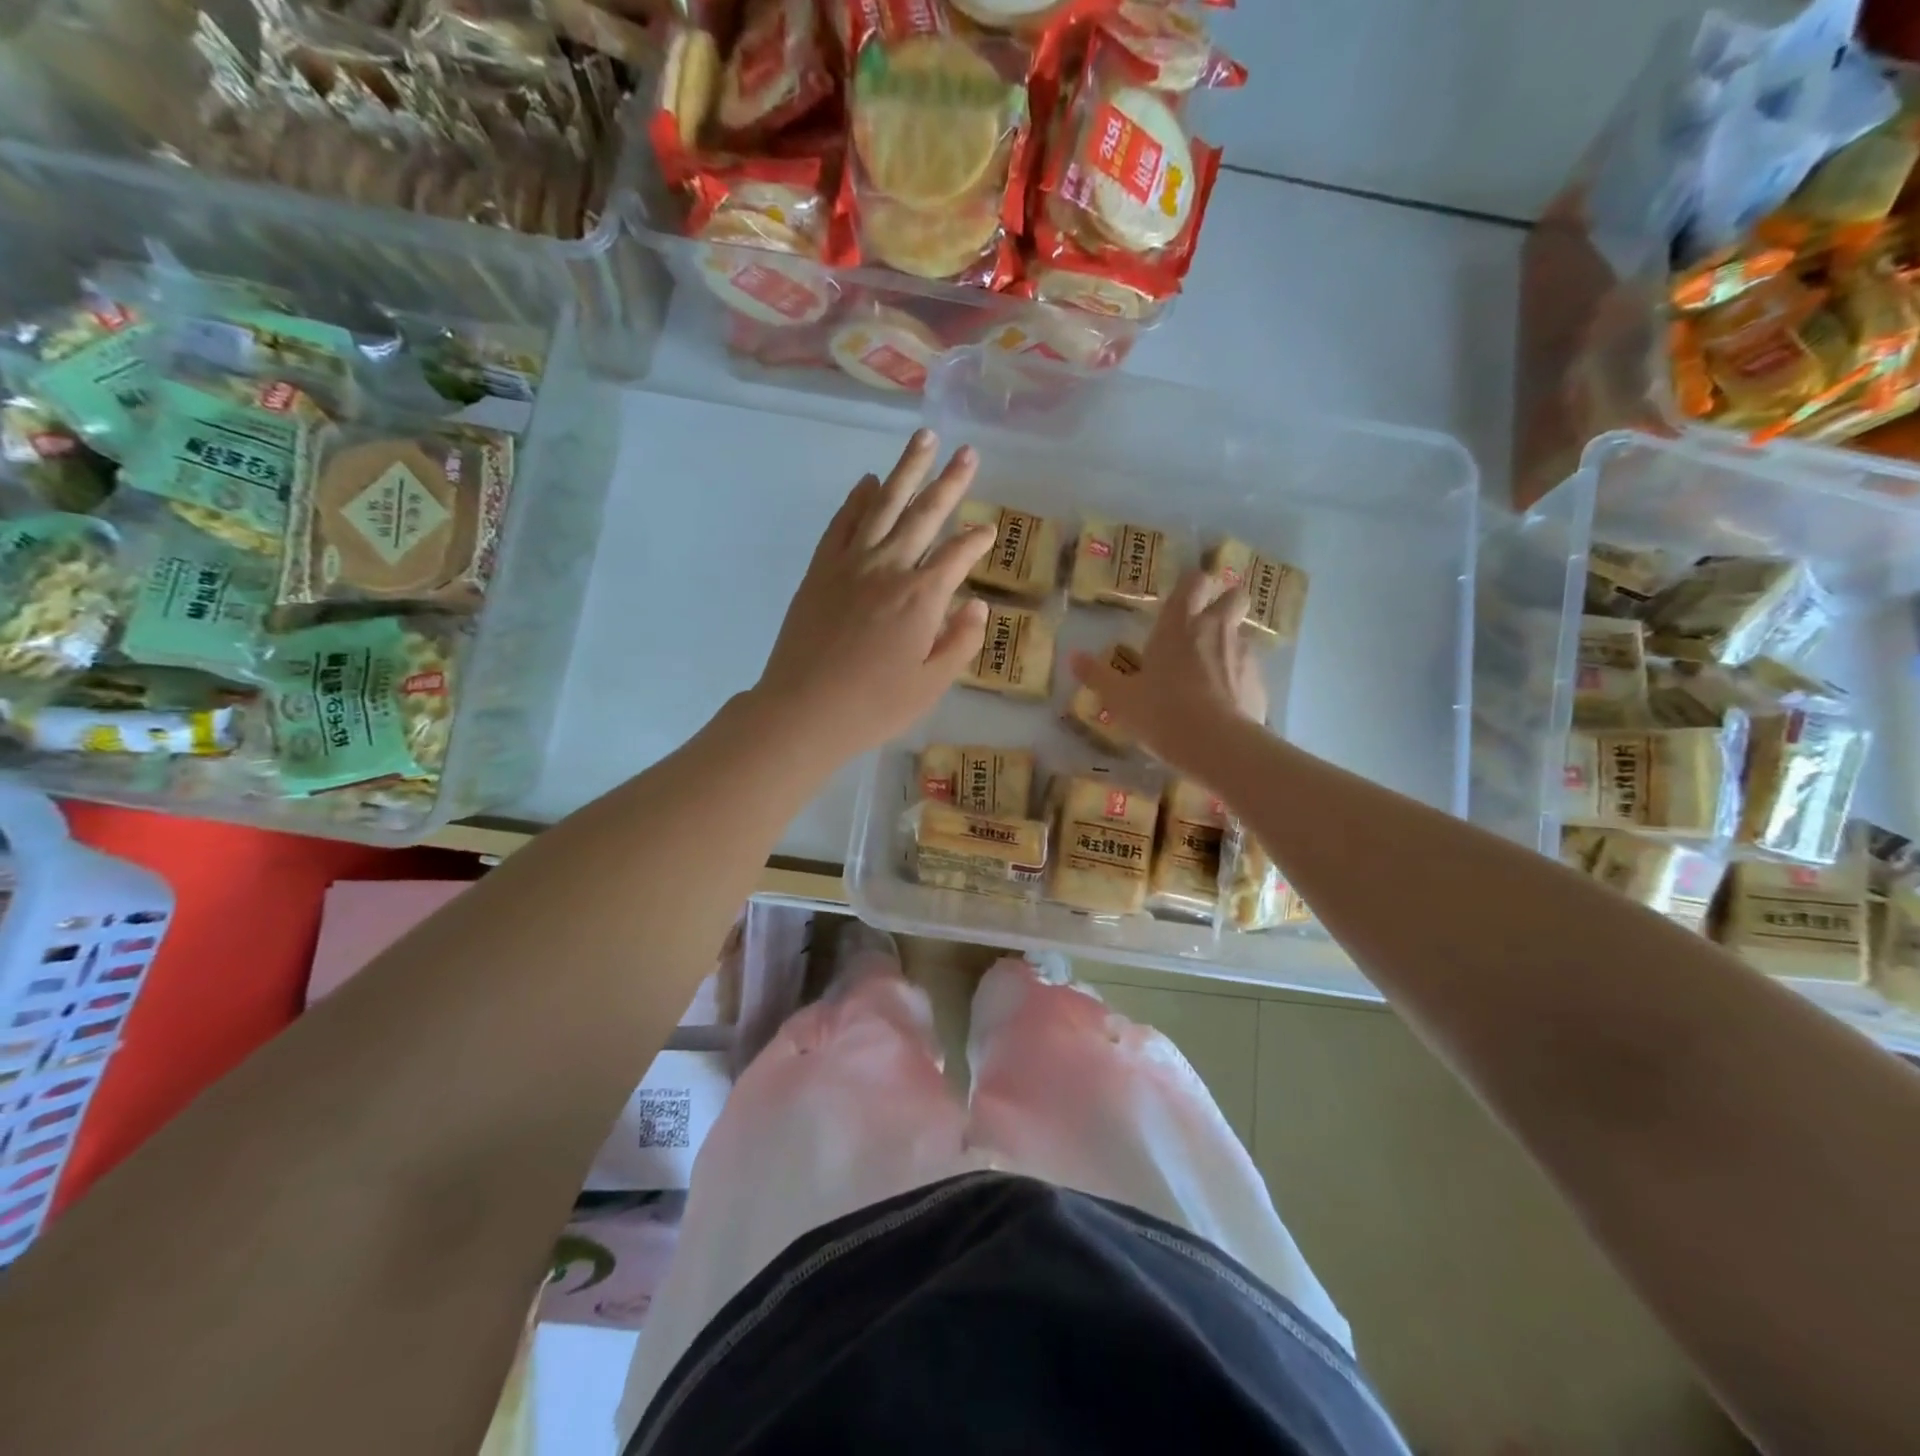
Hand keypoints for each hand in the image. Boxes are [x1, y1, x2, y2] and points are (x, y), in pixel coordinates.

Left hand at [754, 429, 993, 756]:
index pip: (958, 555)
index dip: (977, 540)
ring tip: (924, 439)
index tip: (988, 531)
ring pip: (884, 505)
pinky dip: (857, 499)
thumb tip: (977, 604)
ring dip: (906, 470)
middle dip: (950, 483)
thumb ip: (960, 642)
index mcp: (922, 597)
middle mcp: (889, 567)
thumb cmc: (874, 706)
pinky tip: (868, 481)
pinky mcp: (821, 570)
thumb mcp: (931, 685)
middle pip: (925, 515)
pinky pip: (842, 523)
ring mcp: (850, 564)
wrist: (803, 710)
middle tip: (968, 453)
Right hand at [1070, 569, 1267, 774]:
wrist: (1217, 745)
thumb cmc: (1162, 712)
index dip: (1192, 584)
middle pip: (1234, 596)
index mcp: (1179, 625)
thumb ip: (1098, 676)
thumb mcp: (1120, 699)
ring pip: (1242, 635)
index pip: (1194, 581)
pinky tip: (1224, 704)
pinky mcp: (1260, 682)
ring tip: (1210, 675)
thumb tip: (1073, 657)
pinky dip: (1238, 680)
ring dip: (1229, 646)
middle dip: (1225, 602)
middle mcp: (1216, 629)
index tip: (1184, 597)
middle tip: (1206, 625)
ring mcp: (1243, 654)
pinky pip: (1249, 671)